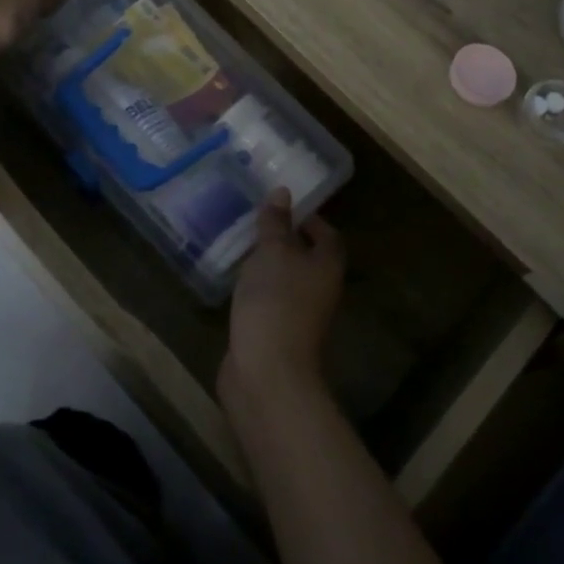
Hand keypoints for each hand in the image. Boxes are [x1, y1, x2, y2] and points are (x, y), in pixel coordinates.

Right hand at [219, 189, 344, 411]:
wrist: (267, 372)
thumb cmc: (276, 302)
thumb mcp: (273, 253)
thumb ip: (276, 223)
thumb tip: (283, 192)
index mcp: (328, 266)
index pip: (327, 234)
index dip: (308, 218)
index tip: (282, 206)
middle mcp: (321, 289)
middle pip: (307, 257)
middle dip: (285, 240)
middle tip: (256, 222)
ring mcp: (300, 314)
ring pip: (287, 280)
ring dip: (268, 265)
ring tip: (241, 246)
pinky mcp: (277, 332)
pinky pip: (270, 300)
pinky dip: (256, 289)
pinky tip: (235, 281)